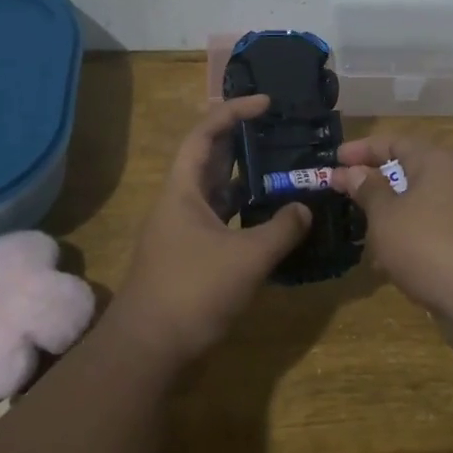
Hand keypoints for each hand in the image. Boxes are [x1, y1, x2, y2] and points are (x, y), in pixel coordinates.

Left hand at [115, 96, 311, 366]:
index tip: (266, 103)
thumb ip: (281, 229)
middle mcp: (180, 202)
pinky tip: (270, 218)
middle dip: (242, 140)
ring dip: (245, 178)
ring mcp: (182, 230)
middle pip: (210, 158)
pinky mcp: (190, 255)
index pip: (205, 134)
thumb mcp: (246, 258)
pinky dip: (244, 212)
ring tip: (281, 169)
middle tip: (279, 131)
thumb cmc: (193, 291)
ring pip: (216, 191)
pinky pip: (221, 219)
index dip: (233, 111)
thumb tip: (304, 208)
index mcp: (183, 190)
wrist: (148, 349)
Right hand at [332, 135, 452, 381]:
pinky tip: (392, 263)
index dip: (362, 149)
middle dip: (376, 184)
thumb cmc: (428, 247)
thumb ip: (368, 190)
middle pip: (411, 171)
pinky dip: (411, 237)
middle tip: (346, 194)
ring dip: (391, 215)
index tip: (334, 159)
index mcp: (437, 162)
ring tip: (364, 234)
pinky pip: (436, 229)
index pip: (395, 141)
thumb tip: (354, 171)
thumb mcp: (386, 217)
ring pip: (422, 203)